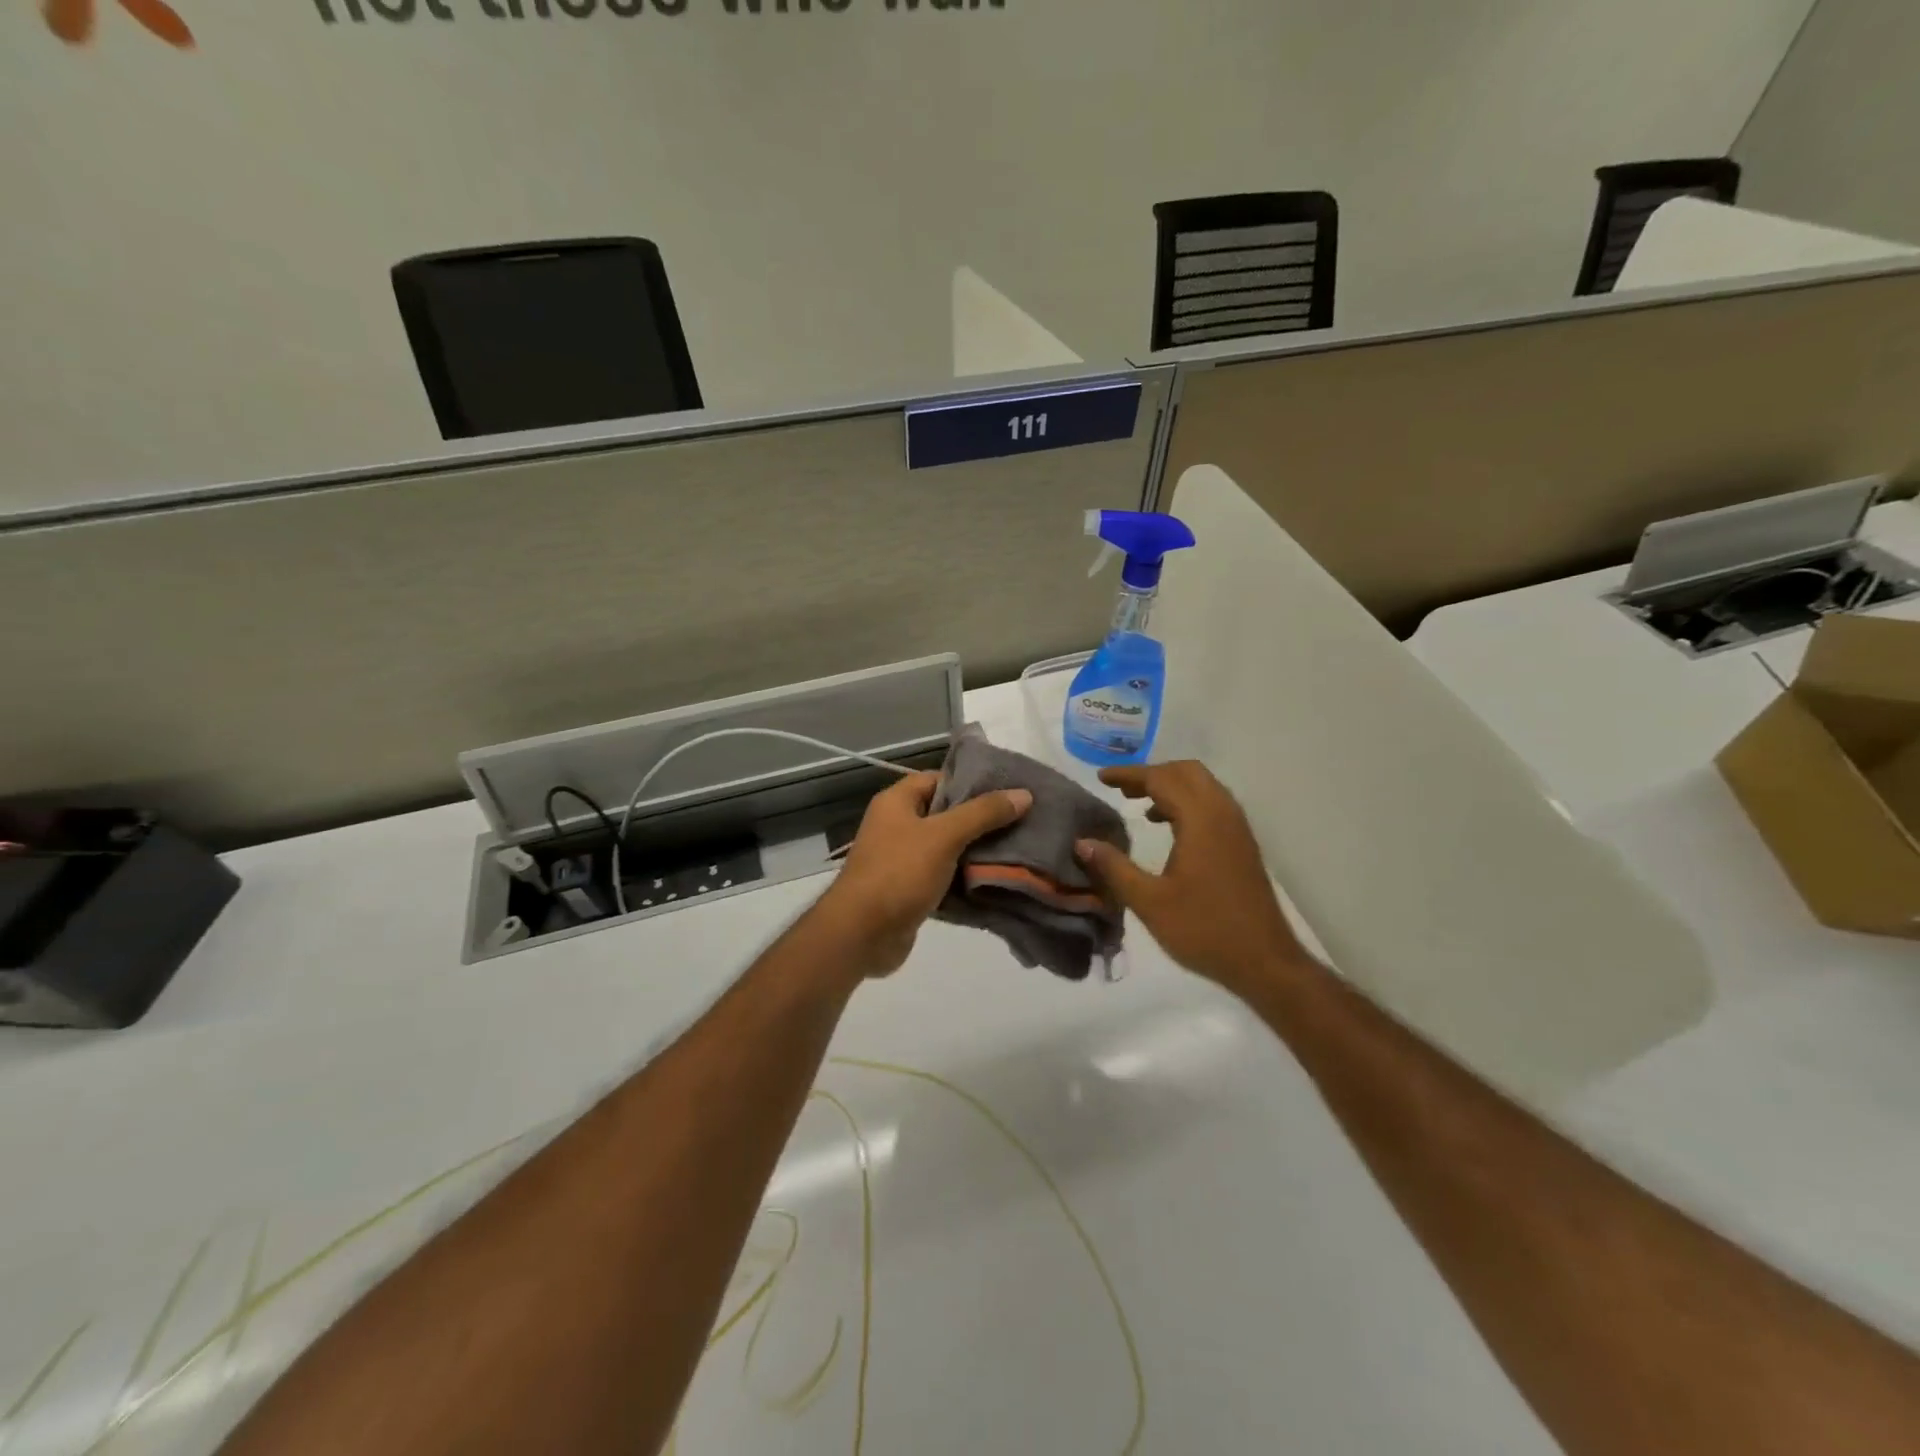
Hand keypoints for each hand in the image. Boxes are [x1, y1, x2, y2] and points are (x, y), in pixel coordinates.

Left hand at [818, 771, 1031, 978]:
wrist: (861, 934)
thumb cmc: (899, 873)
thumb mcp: (944, 836)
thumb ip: (983, 814)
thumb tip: (1024, 794)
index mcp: (897, 803)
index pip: (938, 779)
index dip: (971, 782)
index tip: (1008, 790)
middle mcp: (897, 826)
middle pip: (946, 814)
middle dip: (981, 820)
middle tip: (1021, 822)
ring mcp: (902, 860)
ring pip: (948, 848)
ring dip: (976, 852)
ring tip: (1018, 850)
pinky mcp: (910, 891)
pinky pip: (944, 878)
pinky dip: (966, 880)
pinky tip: (998, 881)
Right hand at [1074, 761, 1309, 993]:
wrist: (1265, 962)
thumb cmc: (1204, 930)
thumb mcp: (1149, 902)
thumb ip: (1114, 868)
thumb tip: (1082, 842)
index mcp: (1201, 821)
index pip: (1161, 779)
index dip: (1129, 775)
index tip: (1101, 777)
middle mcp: (1223, 814)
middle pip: (1187, 772)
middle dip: (1152, 774)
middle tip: (1121, 789)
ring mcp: (1237, 829)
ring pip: (1203, 786)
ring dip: (1171, 786)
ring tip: (1139, 805)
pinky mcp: (1243, 845)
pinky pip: (1213, 804)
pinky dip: (1187, 802)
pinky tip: (1168, 827)